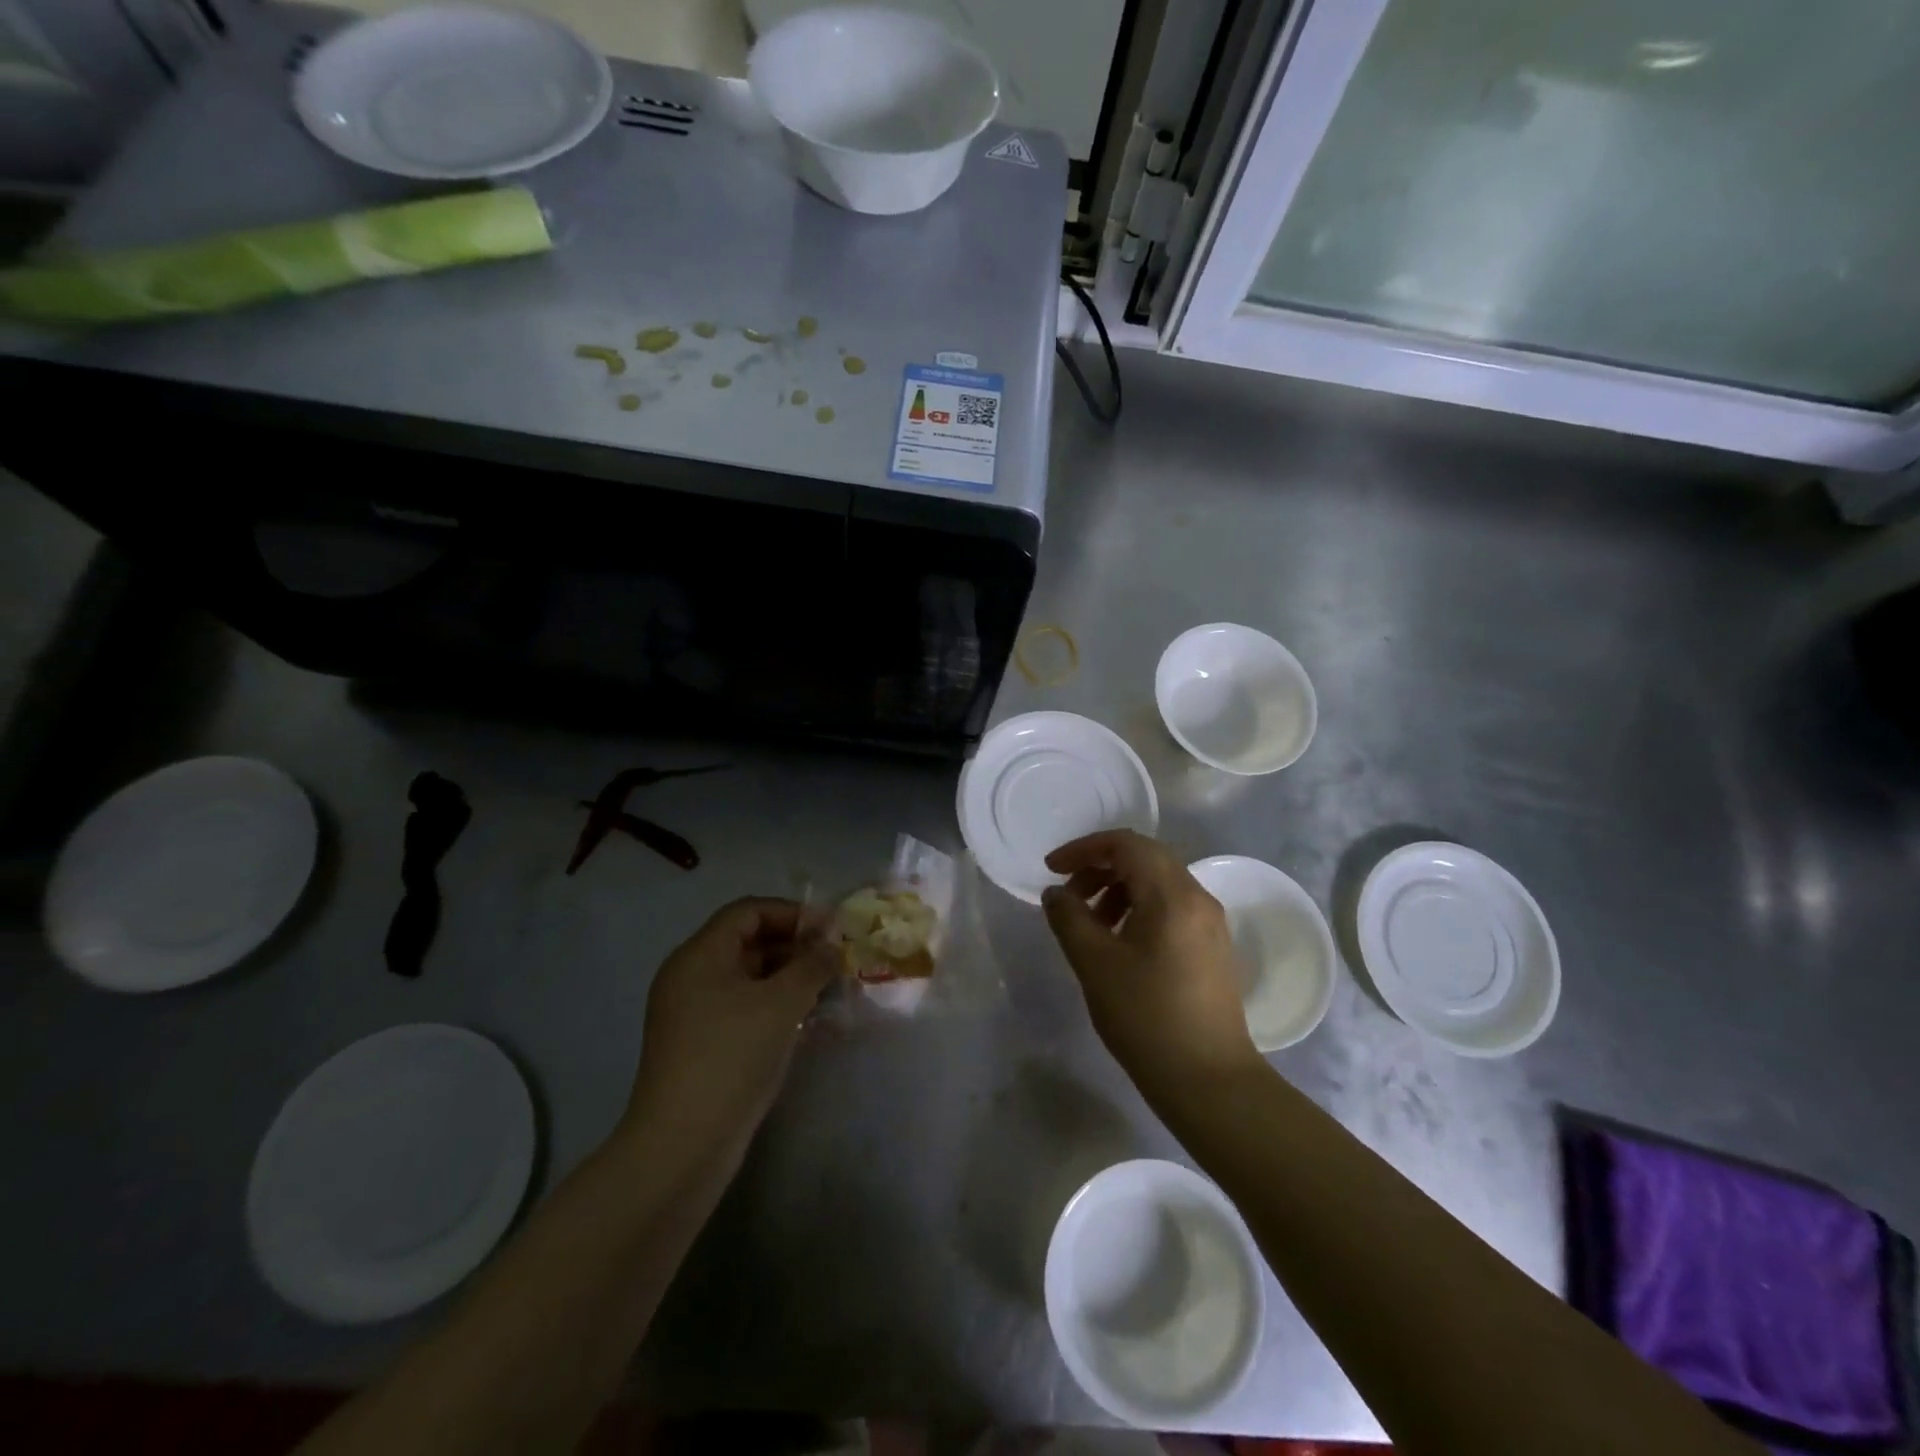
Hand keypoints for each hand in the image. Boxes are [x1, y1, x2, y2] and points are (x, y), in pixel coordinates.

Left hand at [627, 898, 838, 1148]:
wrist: (683, 1144)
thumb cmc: (732, 1056)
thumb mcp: (782, 1003)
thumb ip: (812, 965)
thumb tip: (832, 945)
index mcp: (700, 955)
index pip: (749, 912)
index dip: (792, 913)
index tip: (831, 930)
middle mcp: (692, 976)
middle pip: (749, 942)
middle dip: (796, 947)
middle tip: (836, 960)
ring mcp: (694, 1013)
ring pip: (750, 979)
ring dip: (791, 979)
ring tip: (831, 990)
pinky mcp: (703, 1045)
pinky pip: (745, 1009)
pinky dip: (777, 1007)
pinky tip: (810, 1021)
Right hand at [1042, 831, 1260, 1097]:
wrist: (1210, 1081)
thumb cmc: (1147, 1017)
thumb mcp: (1094, 964)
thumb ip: (1069, 918)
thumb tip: (1056, 893)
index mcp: (1172, 894)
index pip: (1126, 844)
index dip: (1084, 849)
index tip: (1052, 870)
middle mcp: (1198, 898)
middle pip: (1145, 858)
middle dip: (1100, 868)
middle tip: (1069, 896)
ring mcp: (1210, 923)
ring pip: (1159, 883)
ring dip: (1119, 889)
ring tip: (1091, 924)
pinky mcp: (1212, 948)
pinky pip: (1171, 908)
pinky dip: (1139, 909)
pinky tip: (1119, 943)